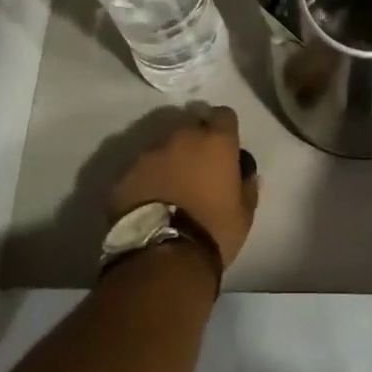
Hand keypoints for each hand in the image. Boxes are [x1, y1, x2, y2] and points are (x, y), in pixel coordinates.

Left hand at [107, 105, 258, 268]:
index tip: (223, 147)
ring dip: (167, 158)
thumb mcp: (244, 214)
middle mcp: (181, 136)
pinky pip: (138, 167)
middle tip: (195, 167)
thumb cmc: (213, 231)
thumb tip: (247, 174)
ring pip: (161, 144)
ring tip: (168, 185)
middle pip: (189, 125)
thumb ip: (247, 186)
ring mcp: (148, 151)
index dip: (224, 129)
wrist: (163, 257)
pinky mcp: (124, 172)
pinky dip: (144, 177)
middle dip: (193, 140)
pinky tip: (146, 199)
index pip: (224, 115)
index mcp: (215, 141)